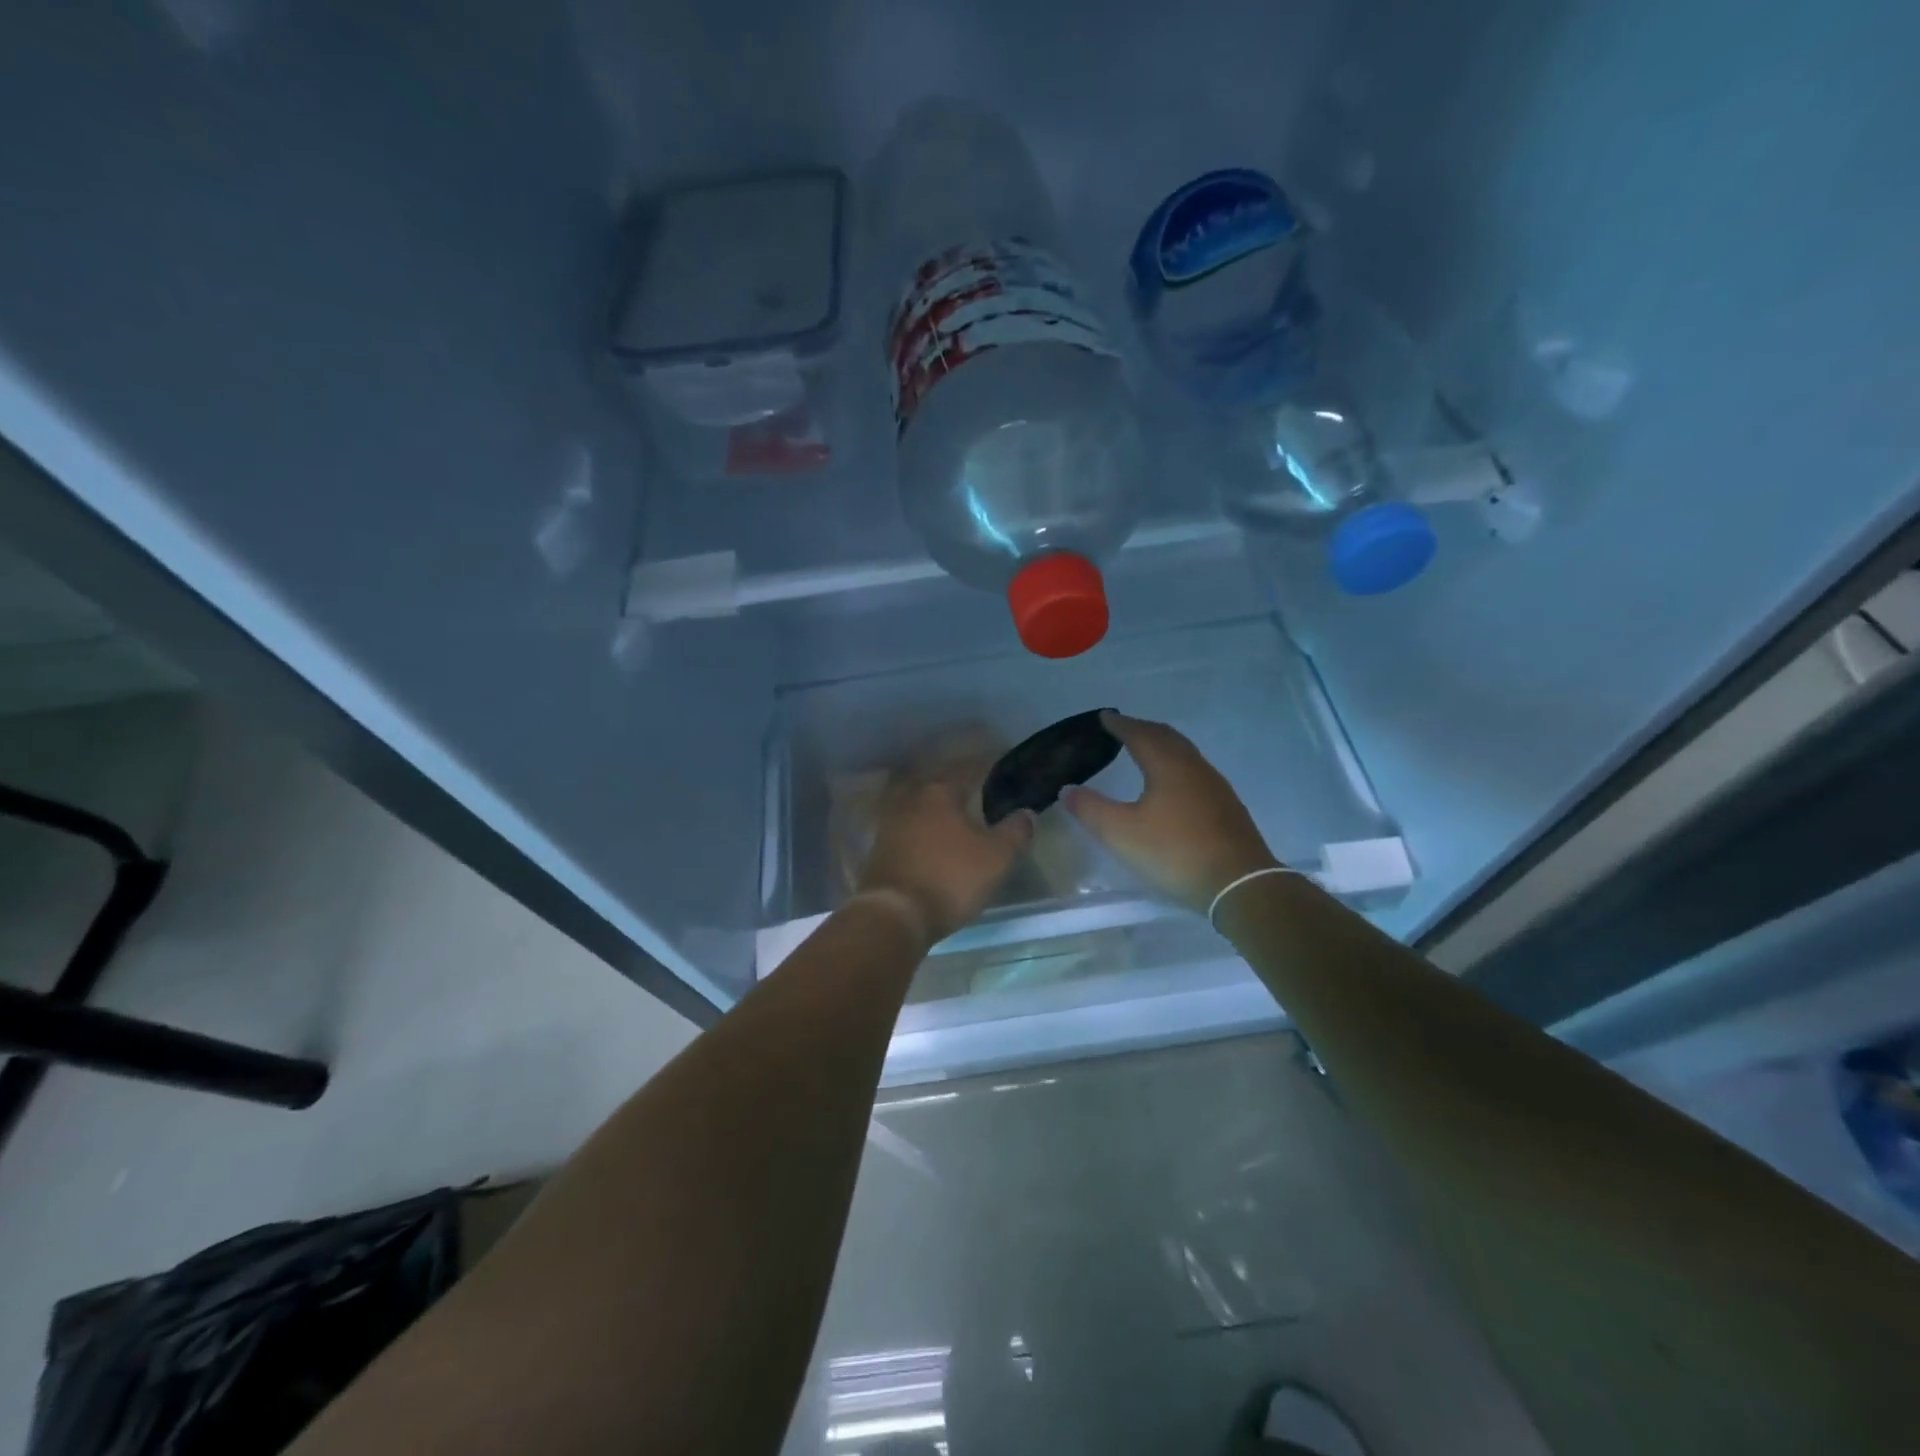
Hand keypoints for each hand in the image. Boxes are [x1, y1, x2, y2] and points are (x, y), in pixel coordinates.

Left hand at [857, 765, 1034, 945]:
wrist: (894, 914)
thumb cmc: (951, 878)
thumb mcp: (997, 857)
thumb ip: (1015, 831)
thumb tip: (1026, 813)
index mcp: (940, 792)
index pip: (968, 770)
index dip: (986, 770)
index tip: (999, 772)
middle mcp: (911, 799)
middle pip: (939, 784)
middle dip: (957, 786)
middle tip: (977, 793)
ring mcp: (890, 823)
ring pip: (920, 805)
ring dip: (936, 808)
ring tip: (955, 818)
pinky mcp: (879, 848)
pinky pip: (907, 828)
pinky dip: (921, 829)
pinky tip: (931, 840)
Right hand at [1063, 711, 1278, 912]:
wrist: (1239, 884)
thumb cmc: (1174, 852)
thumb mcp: (1121, 833)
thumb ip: (1090, 809)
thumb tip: (1067, 789)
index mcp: (1167, 765)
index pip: (1140, 734)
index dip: (1120, 724)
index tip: (1104, 717)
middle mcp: (1194, 767)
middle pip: (1167, 737)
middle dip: (1143, 729)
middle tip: (1123, 728)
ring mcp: (1215, 787)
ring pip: (1185, 754)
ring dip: (1162, 746)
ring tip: (1146, 751)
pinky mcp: (1226, 808)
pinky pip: (1195, 772)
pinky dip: (1177, 766)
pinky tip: (1174, 785)